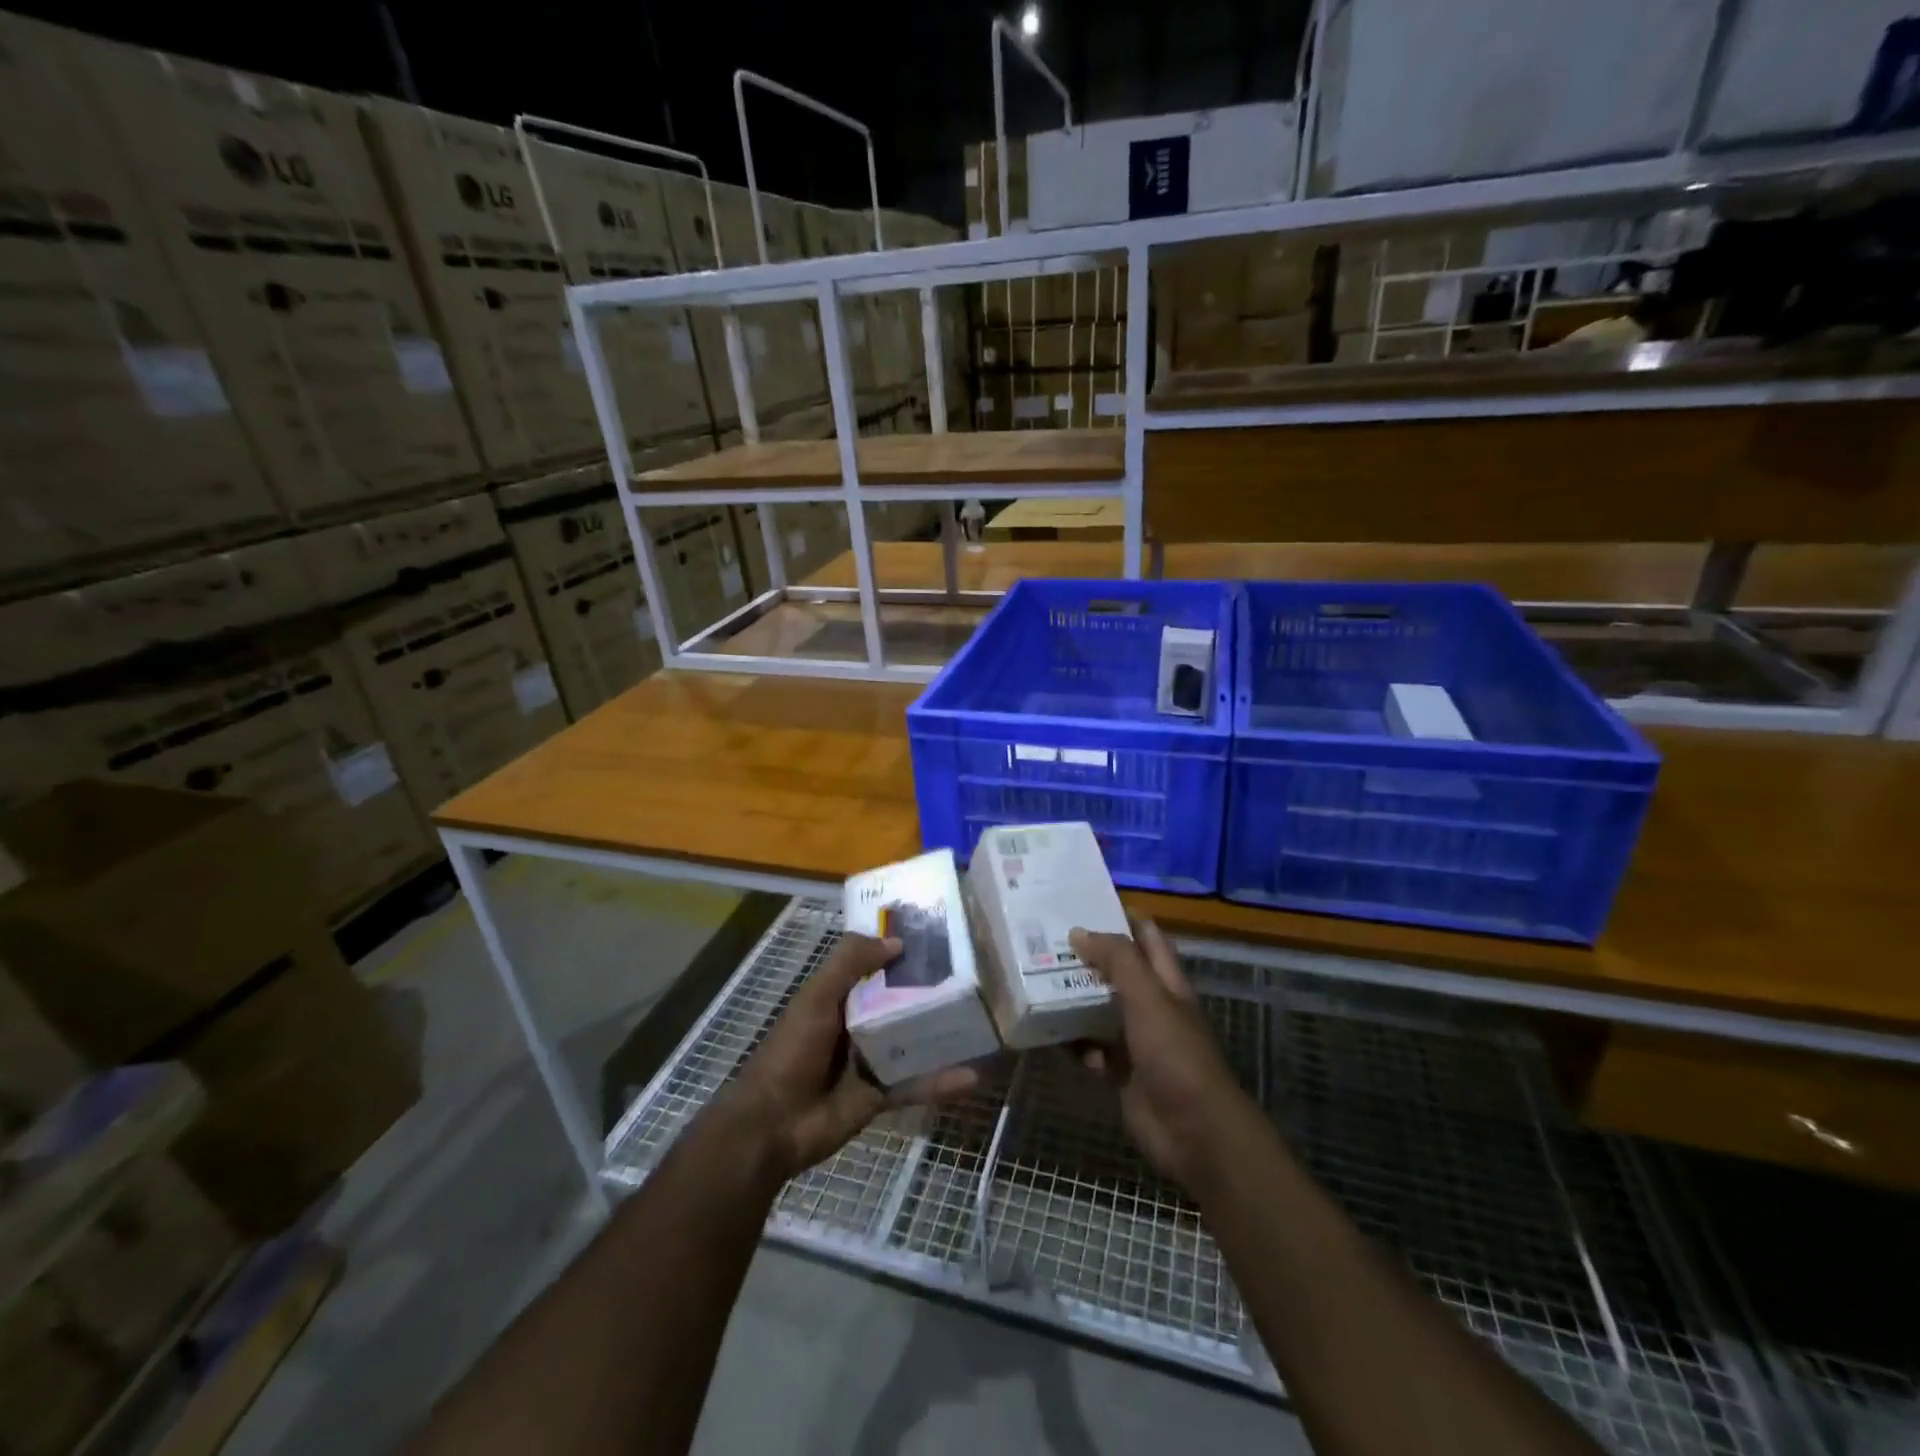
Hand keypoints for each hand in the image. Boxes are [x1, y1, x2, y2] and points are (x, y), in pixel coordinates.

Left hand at [718, 932, 980, 1186]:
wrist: (772, 1125)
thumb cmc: (792, 1051)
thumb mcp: (816, 998)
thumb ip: (849, 964)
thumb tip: (896, 940)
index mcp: (840, 996)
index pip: (876, 964)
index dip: (902, 950)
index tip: (940, 935)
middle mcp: (859, 1023)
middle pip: (901, 1000)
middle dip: (933, 988)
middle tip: (977, 973)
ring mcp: (872, 1059)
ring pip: (915, 1040)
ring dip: (944, 1032)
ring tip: (986, 1020)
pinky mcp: (881, 1094)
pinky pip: (917, 1083)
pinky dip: (942, 1081)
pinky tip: (974, 1075)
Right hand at [1069, 919, 1261, 1195]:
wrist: (1194, 1132)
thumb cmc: (1175, 1054)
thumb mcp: (1148, 997)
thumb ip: (1117, 960)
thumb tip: (1079, 931)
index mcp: (1166, 982)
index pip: (1146, 937)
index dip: (1121, 916)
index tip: (1083, 900)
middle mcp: (1150, 1006)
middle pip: (1116, 972)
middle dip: (1086, 956)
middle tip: (1043, 938)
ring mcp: (1135, 1041)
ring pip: (1098, 1010)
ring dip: (1072, 998)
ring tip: (1033, 979)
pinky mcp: (1120, 1072)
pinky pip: (1089, 1049)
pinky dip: (1071, 1042)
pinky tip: (1044, 1032)